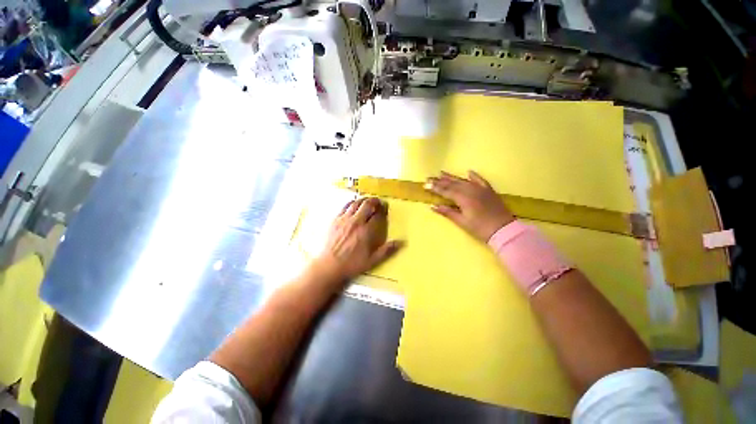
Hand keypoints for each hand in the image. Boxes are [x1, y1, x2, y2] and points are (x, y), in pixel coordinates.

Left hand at [313, 197, 402, 282]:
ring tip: (367, 201)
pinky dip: (351, 203)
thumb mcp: (371, 261)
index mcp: (366, 232)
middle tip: (378, 202)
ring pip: (356, 203)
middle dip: (375, 201)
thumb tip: (401, 242)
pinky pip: (345, 206)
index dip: (383, 210)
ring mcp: (344, 219)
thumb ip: (386, 251)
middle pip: (367, 205)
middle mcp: (356, 222)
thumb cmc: (351, 265)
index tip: (385, 208)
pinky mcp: (335, 220)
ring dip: (364, 200)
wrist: (328, 266)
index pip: (377, 215)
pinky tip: (353, 204)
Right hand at [428, 171, 514, 241]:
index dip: (435, 187)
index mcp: (463, 198)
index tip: (425, 184)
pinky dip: (474, 176)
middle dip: (440, 181)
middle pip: (452, 183)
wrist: (503, 230)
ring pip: (463, 180)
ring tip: (441, 173)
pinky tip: (468, 172)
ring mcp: (481, 189)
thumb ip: (447, 212)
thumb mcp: (462, 222)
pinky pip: (480, 180)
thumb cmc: (480, 228)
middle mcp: (471, 190)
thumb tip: (433, 206)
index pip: (446, 191)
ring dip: (452, 177)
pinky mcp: (489, 190)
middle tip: (429, 177)